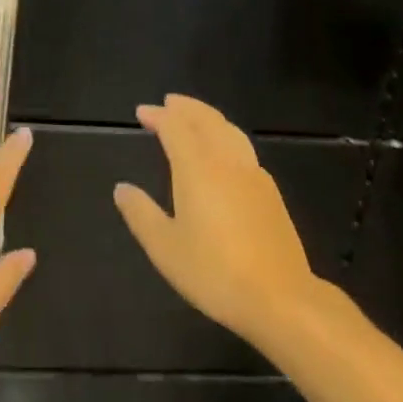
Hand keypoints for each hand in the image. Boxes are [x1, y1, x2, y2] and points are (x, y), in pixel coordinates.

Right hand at [114, 94, 314, 351]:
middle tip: (168, 103)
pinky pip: (243, 148)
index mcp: (197, 169)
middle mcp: (227, 162)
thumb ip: (141, 213)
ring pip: (230, 131)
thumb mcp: (164, 247)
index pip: (176, 128)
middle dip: (186, 108)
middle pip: (207, 120)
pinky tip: (224, 152)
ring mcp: (253, 175)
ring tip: (195, 117)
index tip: (142, 112)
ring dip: (208, 117)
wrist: (280, 298)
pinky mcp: (270, 193)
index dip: (158, 116)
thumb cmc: (214, 272)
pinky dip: (226, 136)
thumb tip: (122, 188)